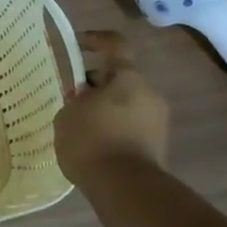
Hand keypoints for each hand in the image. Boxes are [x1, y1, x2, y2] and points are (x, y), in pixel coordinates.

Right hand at [54, 30, 170, 181]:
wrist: (125, 187)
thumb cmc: (92, 140)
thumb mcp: (68, 115)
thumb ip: (75, 100)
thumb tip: (84, 99)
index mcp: (127, 77)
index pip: (115, 44)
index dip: (96, 40)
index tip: (78, 44)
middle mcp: (149, 93)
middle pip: (121, 78)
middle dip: (97, 85)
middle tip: (73, 99)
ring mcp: (159, 121)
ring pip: (128, 104)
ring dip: (107, 109)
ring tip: (81, 127)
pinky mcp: (159, 146)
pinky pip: (133, 127)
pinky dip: (115, 130)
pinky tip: (95, 146)